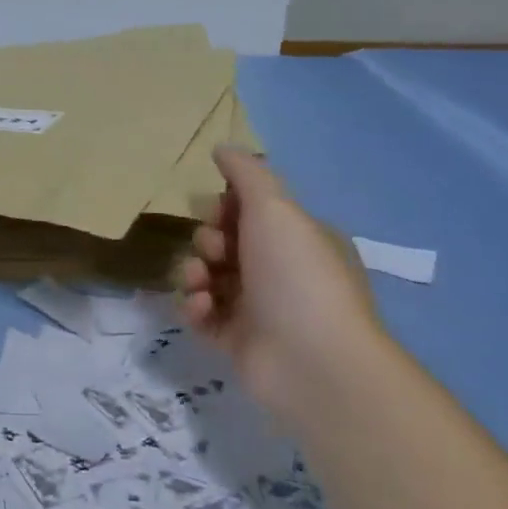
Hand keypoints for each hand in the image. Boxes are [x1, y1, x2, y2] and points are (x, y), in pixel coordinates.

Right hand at [178, 147, 380, 426]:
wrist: (313, 361)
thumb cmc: (296, 274)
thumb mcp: (275, 208)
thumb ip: (246, 174)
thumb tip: (222, 147)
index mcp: (298, 238)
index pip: (250, 211)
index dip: (226, 207)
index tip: (221, 211)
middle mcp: (280, 271)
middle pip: (223, 241)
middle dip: (208, 241)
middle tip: (215, 251)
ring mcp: (258, 308)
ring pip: (207, 276)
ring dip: (194, 272)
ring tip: (200, 283)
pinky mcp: (236, 341)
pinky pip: (202, 313)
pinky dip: (196, 307)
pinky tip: (203, 309)